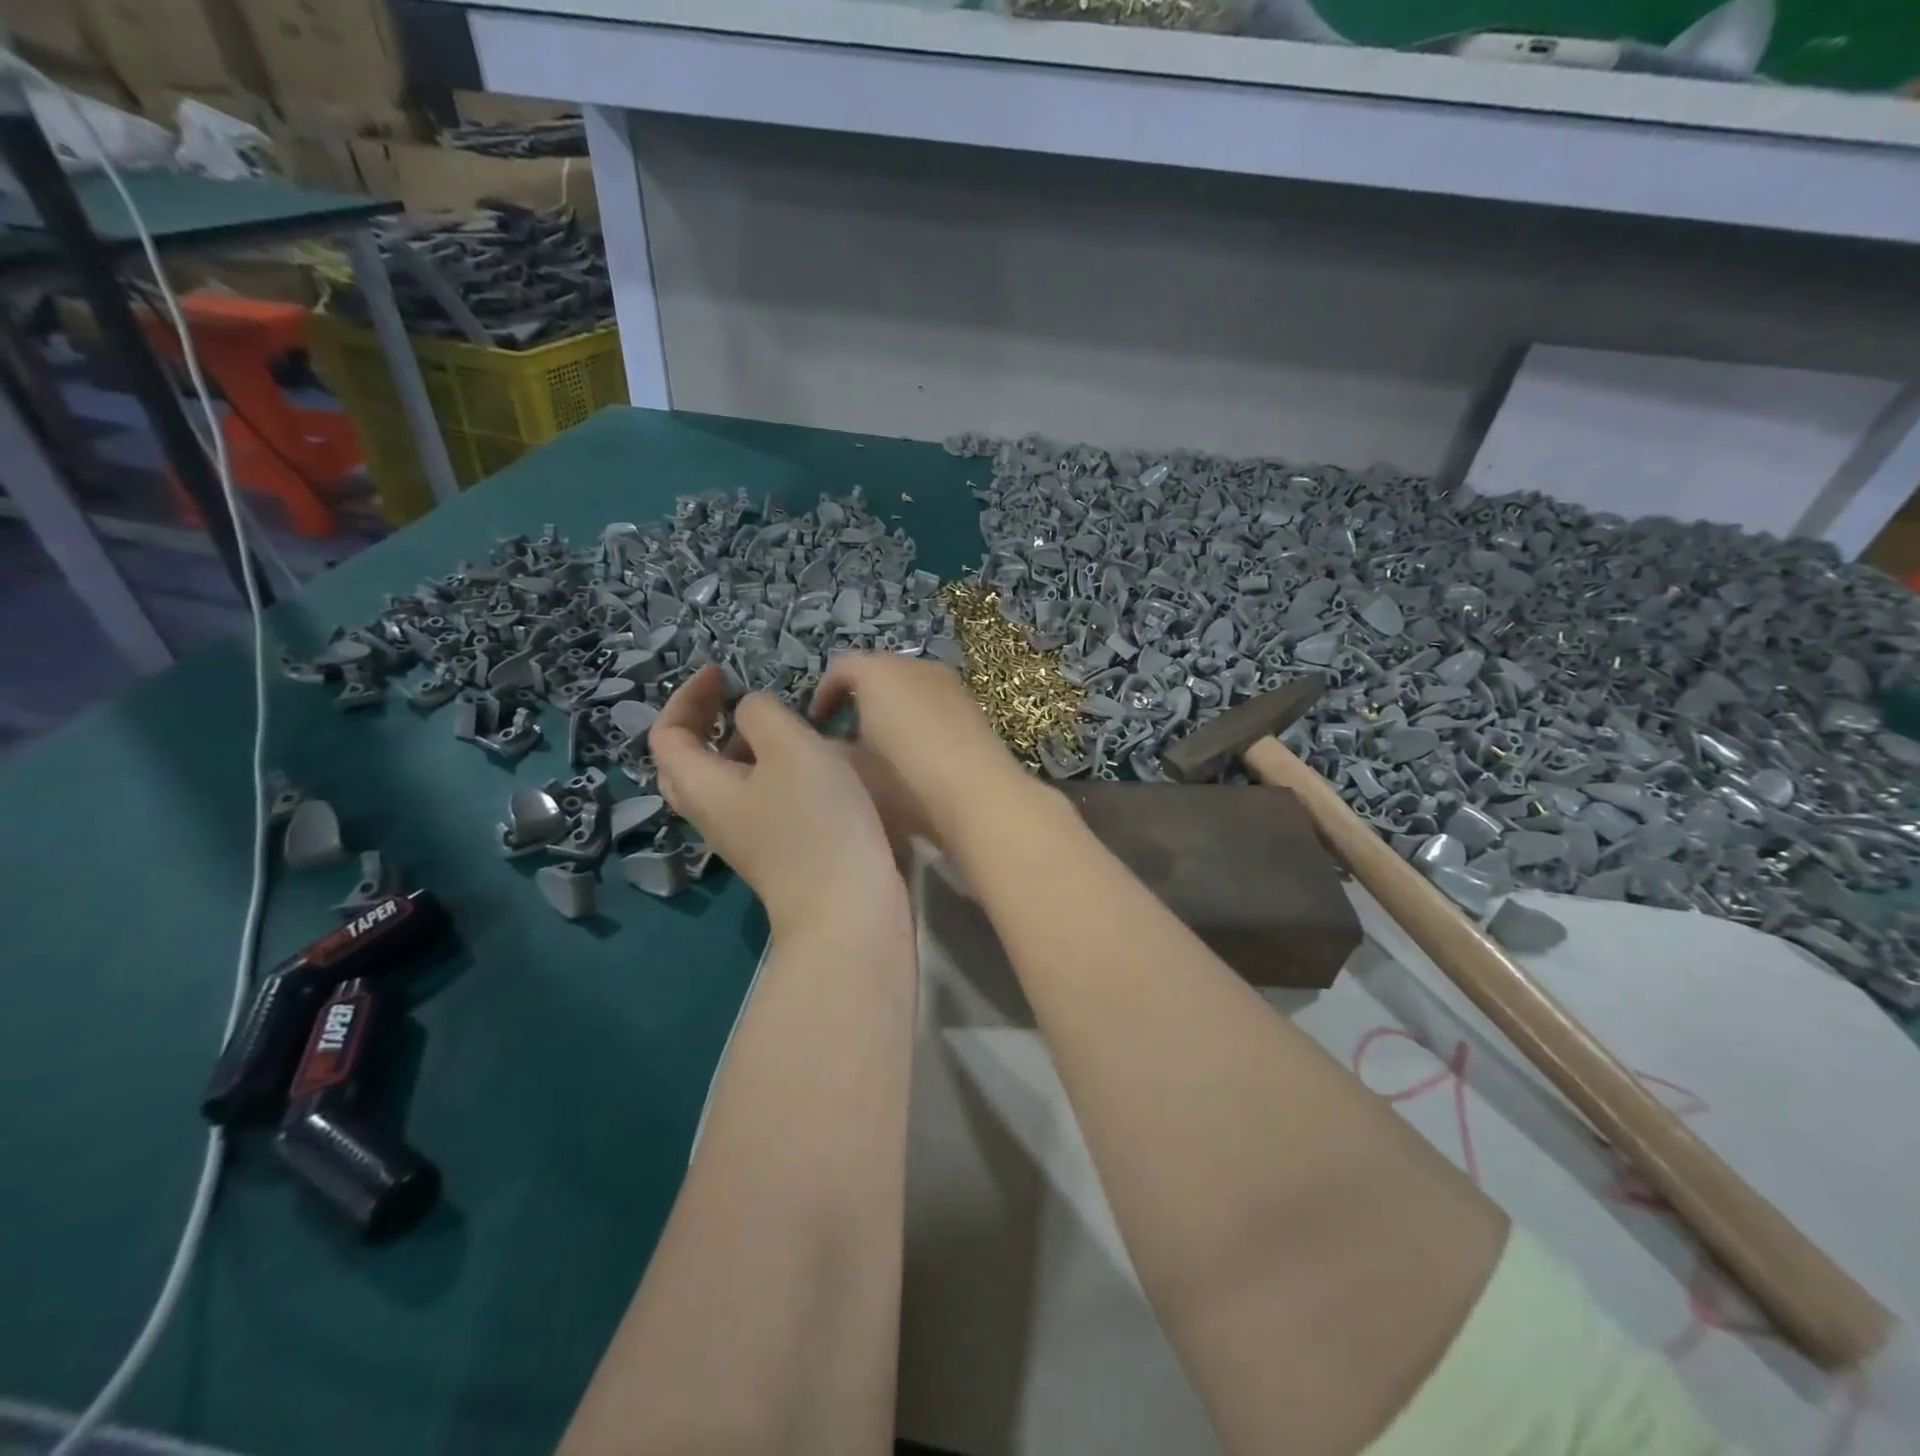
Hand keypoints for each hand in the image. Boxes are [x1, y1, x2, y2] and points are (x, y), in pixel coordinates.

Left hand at [651, 666, 903, 935]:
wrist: (848, 906)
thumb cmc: (815, 820)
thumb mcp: (789, 747)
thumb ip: (761, 713)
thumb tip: (751, 712)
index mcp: (701, 785)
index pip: (667, 734)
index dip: (686, 696)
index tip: (722, 672)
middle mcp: (711, 813)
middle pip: (686, 761)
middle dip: (704, 720)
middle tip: (735, 696)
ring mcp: (742, 835)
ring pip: (721, 780)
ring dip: (738, 744)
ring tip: (777, 723)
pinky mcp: (773, 848)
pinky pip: (752, 797)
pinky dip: (764, 768)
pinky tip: (804, 762)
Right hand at [810, 653, 1037, 855]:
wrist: (978, 795)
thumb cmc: (904, 779)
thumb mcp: (855, 770)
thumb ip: (833, 751)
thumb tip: (828, 744)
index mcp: (878, 672)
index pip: (841, 668)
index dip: (823, 694)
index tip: (816, 723)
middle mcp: (915, 666)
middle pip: (879, 672)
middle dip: (860, 698)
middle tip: (846, 733)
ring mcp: (949, 684)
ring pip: (910, 686)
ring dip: (892, 708)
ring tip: (883, 745)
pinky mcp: (973, 706)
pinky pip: (934, 703)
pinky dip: (920, 718)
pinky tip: (918, 753)